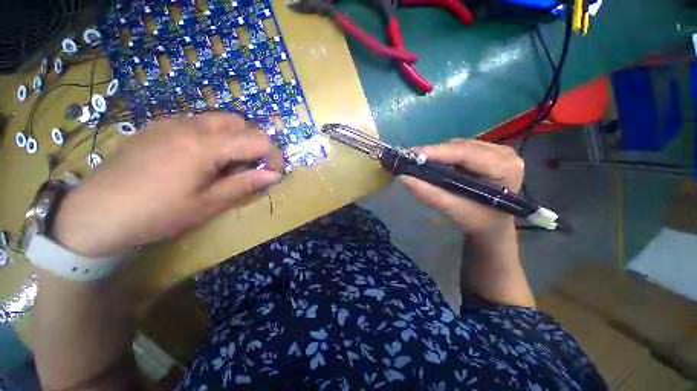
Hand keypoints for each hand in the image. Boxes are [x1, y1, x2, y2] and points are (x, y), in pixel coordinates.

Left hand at [53, 113, 282, 256]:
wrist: (95, 213)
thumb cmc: (157, 213)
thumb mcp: (208, 204)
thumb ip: (245, 184)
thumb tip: (274, 175)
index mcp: (205, 145)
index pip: (258, 140)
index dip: (273, 156)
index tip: (274, 173)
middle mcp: (191, 125)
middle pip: (240, 122)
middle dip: (254, 143)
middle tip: (250, 168)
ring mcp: (171, 122)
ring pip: (219, 120)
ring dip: (235, 139)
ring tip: (227, 164)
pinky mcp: (158, 127)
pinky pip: (198, 123)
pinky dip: (214, 136)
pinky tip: (201, 158)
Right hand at [400, 138, 523, 236]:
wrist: (493, 225)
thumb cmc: (478, 221)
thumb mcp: (454, 211)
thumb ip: (430, 194)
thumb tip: (404, 178)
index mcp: (505, 168)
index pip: (467, 154)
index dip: (437, 152)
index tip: (412, 154)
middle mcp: (504, 154)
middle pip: (462, 146)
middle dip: (434, 153)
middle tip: (410, 159)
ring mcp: (497, 151)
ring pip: (460, 145)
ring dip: (438, 153)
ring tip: (420, 162)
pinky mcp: (488, 152)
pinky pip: (461, 148)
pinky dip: (444, 155)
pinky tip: (435, 163)